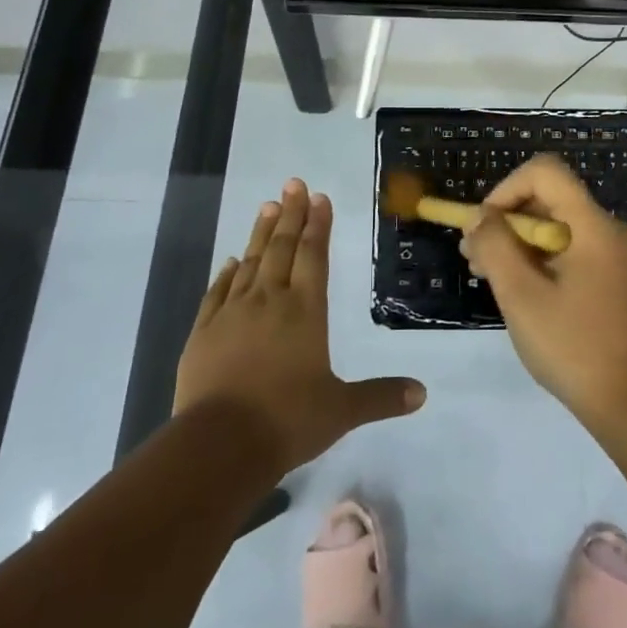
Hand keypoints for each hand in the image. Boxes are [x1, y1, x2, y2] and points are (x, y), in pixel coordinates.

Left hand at [175, 178, 425, 474]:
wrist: (219, 443)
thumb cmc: (287, 421)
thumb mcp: (341, 411)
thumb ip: (381, 397)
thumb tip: (422, 393)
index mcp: (305, 312)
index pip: (313, 257)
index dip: (317, 226)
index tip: (318, 198)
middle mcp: (269, 302)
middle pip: (281, 248)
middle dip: (290, 214)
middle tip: (293, 183)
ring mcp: (232, 314)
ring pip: (250, 262)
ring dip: (260, 233)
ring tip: (267, 206)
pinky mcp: (203, 332)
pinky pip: (217, 292)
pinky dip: (227, 272)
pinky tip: (232, 261)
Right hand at [461, 154, 626, 424]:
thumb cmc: (574, 347)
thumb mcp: (521, 296)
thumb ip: (495, 247)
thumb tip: (479, 217)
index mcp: (594, 226)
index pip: (545, 172)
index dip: (506, 189)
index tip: (484, 226)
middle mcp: (610, 230)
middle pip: (550, 199)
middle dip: (506, 220)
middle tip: (475, 258)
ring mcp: (616, 255)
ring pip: (557, 226)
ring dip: (519, 242)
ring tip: (487, 275)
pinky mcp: (615, 277)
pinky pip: (571, 249)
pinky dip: (540, 259)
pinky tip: (519, 290)